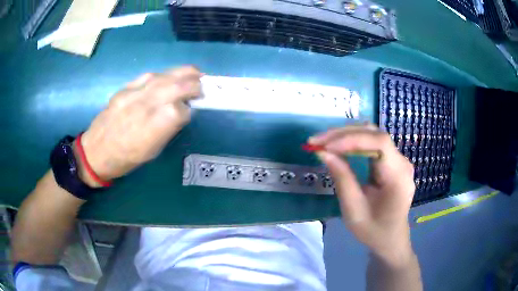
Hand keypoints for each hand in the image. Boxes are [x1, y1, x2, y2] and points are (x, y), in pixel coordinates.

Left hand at [76, 66, 201, 185]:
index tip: (192, 110)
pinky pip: (149, 75)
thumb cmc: (125, 159)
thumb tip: (182, 111)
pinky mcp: (125, 88)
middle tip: (203, 85)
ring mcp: (133, 94)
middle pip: (177, 86)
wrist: (96, 152)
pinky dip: (163, 75)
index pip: (182, 109)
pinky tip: (168, 78)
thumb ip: (169, 128)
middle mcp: (145, 106)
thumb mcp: (152, 151)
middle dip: (195, 83)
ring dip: (183, 73)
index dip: (190, 108)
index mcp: (153, 128)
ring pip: (165, 76)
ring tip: (193, 75)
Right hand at [309, 125, 415, 266]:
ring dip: (346, 135)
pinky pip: (372, 144)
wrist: (390, 239)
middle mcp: (402, 162)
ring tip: (323, 143)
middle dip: (344, 134)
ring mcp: (399, 160)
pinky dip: (352, 142)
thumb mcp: (354, 210)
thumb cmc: (373, 231)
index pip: (380, 142)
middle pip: (374, 134)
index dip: (352, 138)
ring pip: (372, 135)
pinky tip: (338, 147)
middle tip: (316, 142)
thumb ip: (342, 179)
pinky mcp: (392, 161)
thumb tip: (324, 153)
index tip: (326, 147)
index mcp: (398, 177)